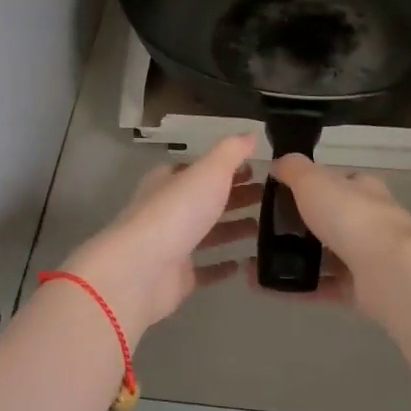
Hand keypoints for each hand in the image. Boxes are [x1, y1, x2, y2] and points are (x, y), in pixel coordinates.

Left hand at [63, 135, 260, 334]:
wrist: (141, 271)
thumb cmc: (176, 213)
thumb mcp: (208, 171)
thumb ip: (231, 152)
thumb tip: (251, 134)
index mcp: (169, 181)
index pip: (199, 169)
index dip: (226, 168)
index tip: (257, 169)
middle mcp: (168, 211)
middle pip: (205, 200)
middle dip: (234, 197)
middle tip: (269, 198)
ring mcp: (171, 245)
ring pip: (207, 233)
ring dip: (233, 229)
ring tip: (264, 228)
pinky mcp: (177, 277)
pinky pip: (205, 269)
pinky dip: (223, 265)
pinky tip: (245, 263)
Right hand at [253, 155, 410, 317]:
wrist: (388, 271)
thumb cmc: (350, 217)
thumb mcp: (313, 181)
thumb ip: (294, 169)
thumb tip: (278, 162)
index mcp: (363, 190)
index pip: (338, 183)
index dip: (312, 185)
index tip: (282, 194)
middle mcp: (370, 221)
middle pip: (332, 220)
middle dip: (301, 226)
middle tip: (264, 230)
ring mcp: (368, 257)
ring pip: (326, 257)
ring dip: (295, 259)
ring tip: (258, 262)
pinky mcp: (361, 289)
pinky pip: (322, 287)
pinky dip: (296, 288)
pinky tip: (267, 287)